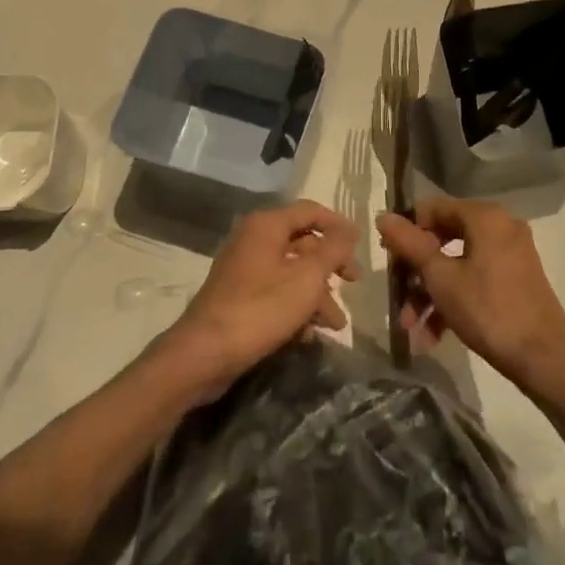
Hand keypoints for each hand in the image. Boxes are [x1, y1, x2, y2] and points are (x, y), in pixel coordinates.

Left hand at [159, 200, 358, 400]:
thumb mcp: (307, 279)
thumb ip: (333, 250)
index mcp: (267, 225)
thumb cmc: (260, 309)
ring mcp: (243, 267)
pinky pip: (275, 291)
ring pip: (291, 271)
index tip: (361, 244)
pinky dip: (295, 307)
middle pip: (303, 242)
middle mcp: (253, 238)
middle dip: (330, 265)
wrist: (204, 354)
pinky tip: (309, 334)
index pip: (311, 211)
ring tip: (335, 324)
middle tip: (353, 283)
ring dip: (316, 294)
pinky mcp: (238, 295)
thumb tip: (350, 229)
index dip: (339, 225)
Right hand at [378, 197, 564, 397]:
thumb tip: (383, 216)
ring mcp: (511, 253)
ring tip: (413, 329)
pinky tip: (434, 336)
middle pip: (444, 238)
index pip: (433, 208)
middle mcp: (501, 226)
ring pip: (458, 264)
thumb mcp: (441, 278)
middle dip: (417, 273)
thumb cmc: (488, 310)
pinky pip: (476, 279)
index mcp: (485, 216)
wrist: (545, 359)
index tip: (390, 261)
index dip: (406, 232)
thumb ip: (410, 244)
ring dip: (431, 294)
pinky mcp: (516, 279)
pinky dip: (454, 300)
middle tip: (398, 299)